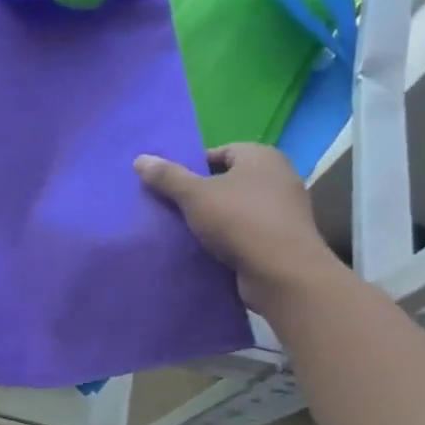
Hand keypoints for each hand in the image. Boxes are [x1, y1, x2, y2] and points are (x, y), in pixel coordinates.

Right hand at [135, 144, 342, 313]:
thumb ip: (167, 176)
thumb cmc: (239, 221)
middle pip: (228, 179)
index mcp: (261, 156)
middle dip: (202, 193)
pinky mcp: (284, 237)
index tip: (172, 187)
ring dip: (214, 216)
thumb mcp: (194, 195)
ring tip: (187, 230)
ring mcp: (285, 208)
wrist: (282, 272)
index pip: (220, 151)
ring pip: (238, 206)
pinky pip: (248, 229)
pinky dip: (230, 236)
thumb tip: (140, 158)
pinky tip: (210, 248)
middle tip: (175, 208)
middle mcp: (279, 175)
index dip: (193, 167)